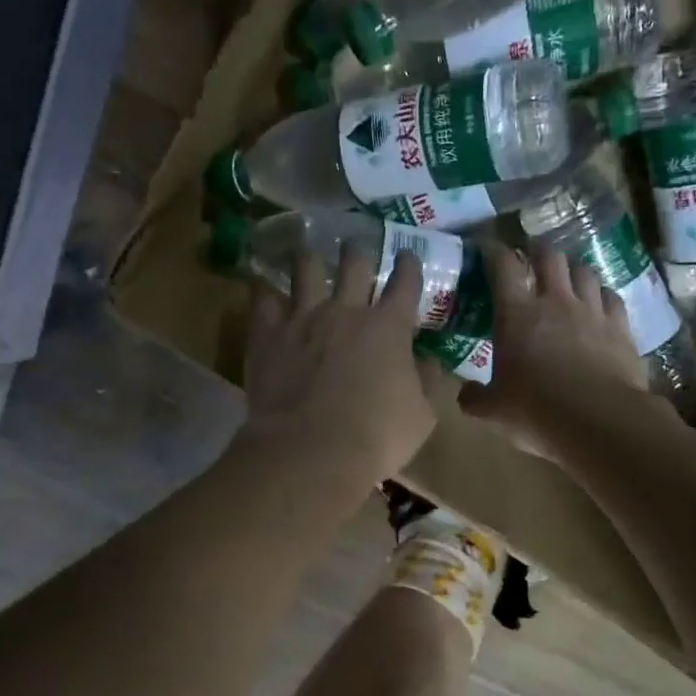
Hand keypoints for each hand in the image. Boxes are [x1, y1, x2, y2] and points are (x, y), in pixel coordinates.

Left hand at [237, 245, 437, 494]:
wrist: (311, 451)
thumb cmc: (376, 438)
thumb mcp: (422, 416)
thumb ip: (429, 383)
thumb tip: (432, 362)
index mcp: (390, 327)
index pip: (405, 283)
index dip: (409, 265)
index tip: (408, 257)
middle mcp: (347, 311)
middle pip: (354, 262)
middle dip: (359, 249)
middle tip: (356, 245)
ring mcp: (304, 318)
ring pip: (306, 268)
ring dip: (310, 258)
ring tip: (307, 253)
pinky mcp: (268, 334)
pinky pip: (263, 298)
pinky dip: (265, 289)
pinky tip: (264, 284)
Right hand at [460, 243, 648, 457]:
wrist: (600, 423)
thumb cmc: (536, 412)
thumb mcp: (492, 412)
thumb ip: (474, 398)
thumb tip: (466, 393)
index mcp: (517, 314)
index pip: (503, 266)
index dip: (494, 252)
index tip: (489, 250)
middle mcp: (556, 302)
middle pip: (549, 256)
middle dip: (538, 250)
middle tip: (531, 256)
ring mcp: (592, 312)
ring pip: (585, 271)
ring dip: (572, 270)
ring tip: (567, 278)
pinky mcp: (621, 328)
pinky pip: (612, 297)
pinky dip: (602, 295)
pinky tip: (600, 304)